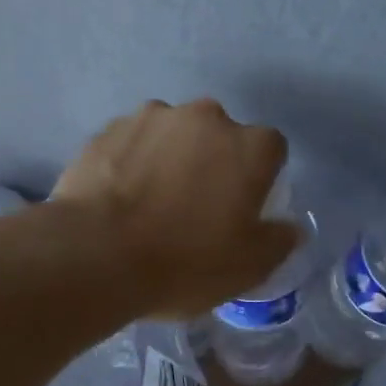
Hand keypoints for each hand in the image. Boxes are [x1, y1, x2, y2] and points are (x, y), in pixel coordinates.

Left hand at [52, 100, 297, 319]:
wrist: (96, 254)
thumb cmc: (185, 263)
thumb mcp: (248, 268)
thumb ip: (278, 241)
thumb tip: (290, 227)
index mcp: (250, 146)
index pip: (271, 150)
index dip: (260, 178)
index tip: (242, 207)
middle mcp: (206, 118)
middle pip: (220, 136)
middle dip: (213, 162)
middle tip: (194, 206)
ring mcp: (153, 117)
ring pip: (173, 135)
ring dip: (170, 157)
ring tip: (149, 202)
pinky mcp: (108, 129)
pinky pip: (132, 143)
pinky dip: (131, 162)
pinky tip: (117, 197)